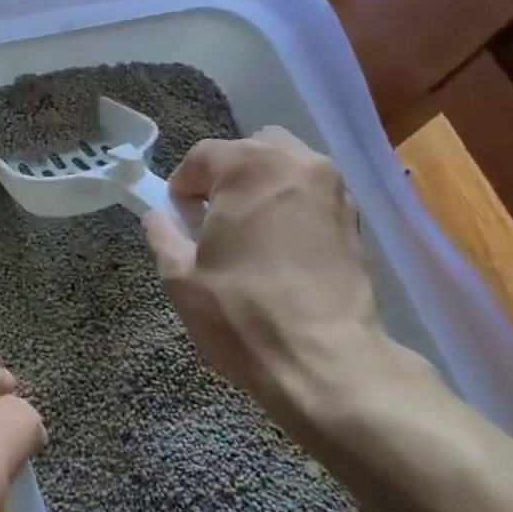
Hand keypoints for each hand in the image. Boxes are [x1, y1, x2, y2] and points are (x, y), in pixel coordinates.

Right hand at [143, 128, 440, 431]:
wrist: (326, 362)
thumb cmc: (242, 314)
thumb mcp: (180, 277)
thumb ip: (163, 235)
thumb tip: (157, 217)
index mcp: (250, 167)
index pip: (203, 155)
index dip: (183, 184)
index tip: (177, 217)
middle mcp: (297, 164)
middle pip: (251, 149)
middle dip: (227, 175)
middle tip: (212, 218)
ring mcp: (334, 190)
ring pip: (287, 167)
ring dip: (262, 186)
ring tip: (248, 231)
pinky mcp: (355, 220)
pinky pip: (312, 194)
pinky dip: (291, 205)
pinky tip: (280, 246)